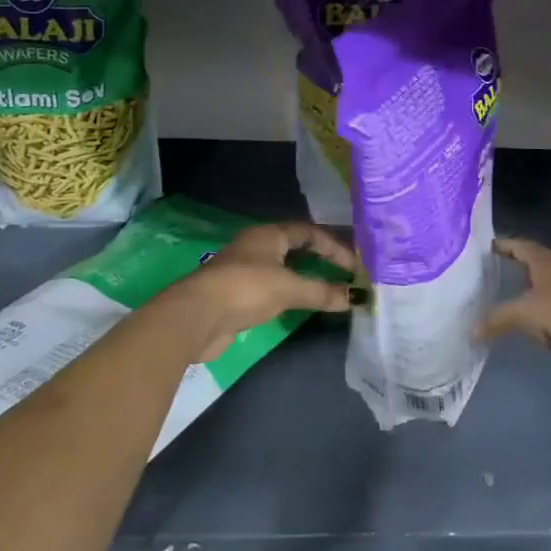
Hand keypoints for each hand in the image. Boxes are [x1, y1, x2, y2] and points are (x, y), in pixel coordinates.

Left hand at [163, 221, 357, 360]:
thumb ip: (322, 292)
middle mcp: (257, 246)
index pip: (309, 233)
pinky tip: (300, 306)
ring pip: (283, 269)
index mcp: (269, 235)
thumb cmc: (245, 289)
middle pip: (295, 248)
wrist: (196, 317)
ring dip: (305, 278)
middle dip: (320, 261)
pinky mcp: (236, 294)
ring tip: (328, 291)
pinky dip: (290, 294)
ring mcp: (244, 270)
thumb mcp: (289, 289)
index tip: (354, 266)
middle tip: (344, 275)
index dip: (334, 247)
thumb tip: (354, 297)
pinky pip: (272, 289)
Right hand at [480, 238, 550, 398]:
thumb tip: (470, 330)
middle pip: (542, 263)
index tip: (489, 246)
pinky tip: (538, 329)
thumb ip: (497, 319)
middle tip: (504, 272)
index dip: (506, 245)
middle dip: (526, 267)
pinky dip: (549, 319)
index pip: (523, 245)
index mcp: (550, 261)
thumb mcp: (526, 313)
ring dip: (539, 294)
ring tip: (517, 302)